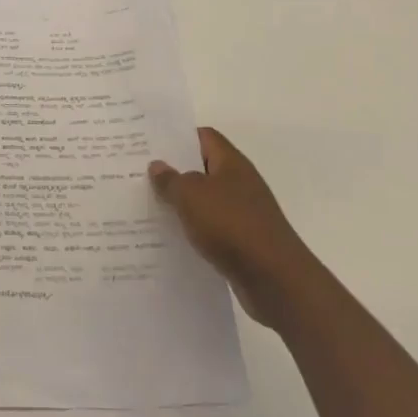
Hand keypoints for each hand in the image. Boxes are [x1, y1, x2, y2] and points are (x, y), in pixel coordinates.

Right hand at [150, 128, 308, 328]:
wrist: (276, 280)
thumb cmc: (231, 225)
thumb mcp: (191, 196)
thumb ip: (171, 180)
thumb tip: (157, 165)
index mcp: (231, 163)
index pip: (204, 137)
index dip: (178, 137)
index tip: (151, 145)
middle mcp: (240, 183)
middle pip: (203, 168)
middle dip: (175, 172)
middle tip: (141, 175)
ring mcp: (244, 213)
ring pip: (206, 201)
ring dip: (183, 205)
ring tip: (150, 207)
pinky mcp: (244, 242)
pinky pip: (212, 228)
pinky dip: (194, 231)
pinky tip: (173, 239)